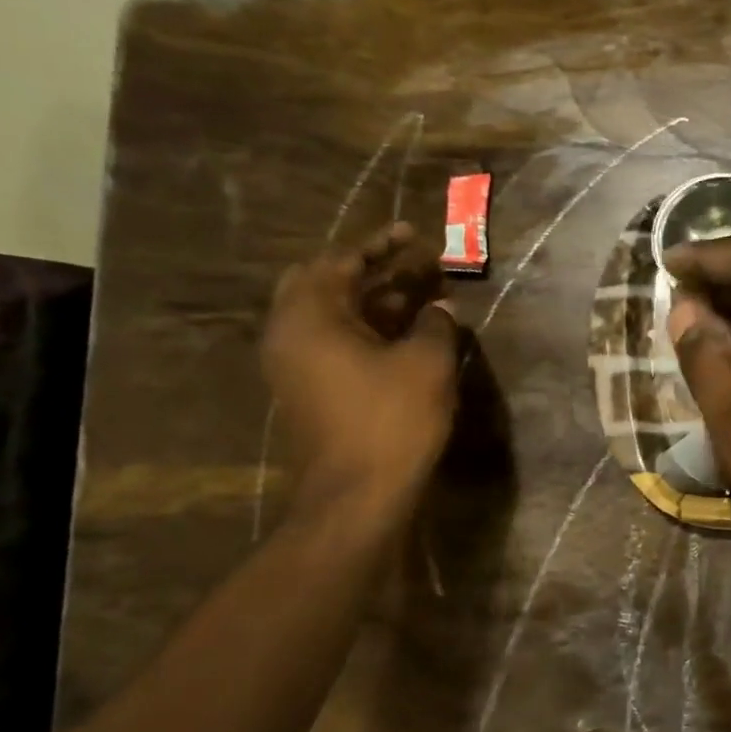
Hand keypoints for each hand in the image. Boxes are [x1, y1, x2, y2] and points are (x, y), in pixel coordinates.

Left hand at [264, 224, 458, 508]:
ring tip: (421, 295)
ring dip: (373, 301)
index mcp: (309, 316)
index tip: (416, 234)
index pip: (342, 260)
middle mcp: (290, 334)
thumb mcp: (426, 363)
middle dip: (372, 270)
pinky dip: (366, 329)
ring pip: (332, 315)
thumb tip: (440, 307)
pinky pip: (333, 343)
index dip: (383, 245)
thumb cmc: (391, 421)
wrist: (357, 497)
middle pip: (327, 283)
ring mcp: (294, 366)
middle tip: (413, 266)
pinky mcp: (307, 391)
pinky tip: (406, 334)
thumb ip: (435, 323)